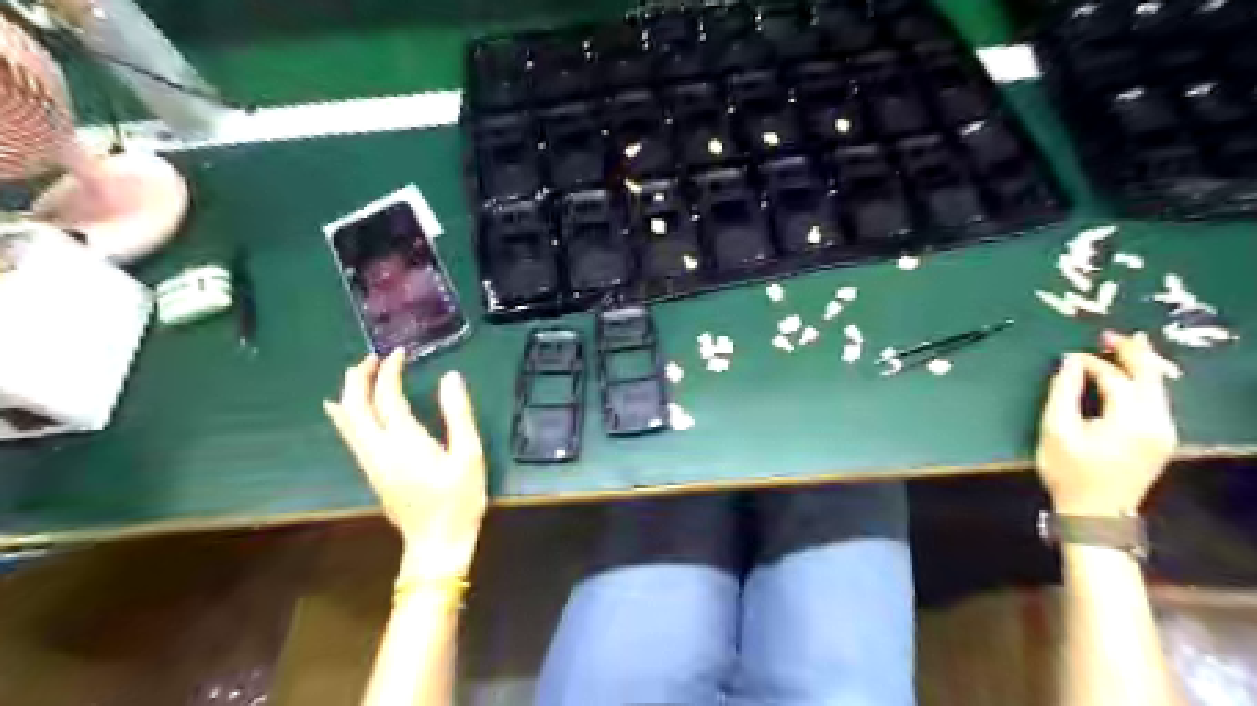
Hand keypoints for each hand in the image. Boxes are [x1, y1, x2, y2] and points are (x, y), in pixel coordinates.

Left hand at [323, 352, 484, 578]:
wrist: (437, 543)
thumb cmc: (459, 499)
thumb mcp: (469, 454)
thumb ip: (458, 414)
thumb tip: (450, 378)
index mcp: (405, 441)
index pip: (387, 397)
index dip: (390, 371)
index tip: (400, 353)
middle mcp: (380, 448)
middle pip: (356, 406)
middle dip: (360, 377)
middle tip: (373, 357)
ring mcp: (371, 462)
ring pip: (348, 421)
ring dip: (350, 392)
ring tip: (358, 372)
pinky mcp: (372, 472)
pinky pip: (351, 435)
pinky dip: (346, 414)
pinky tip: (343, 408)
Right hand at [1041, 330, 1179, 518]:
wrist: (1095, 514)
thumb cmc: (1069, 472)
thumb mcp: (1056, 430)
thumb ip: (1063, 392)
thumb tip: (1069, 363)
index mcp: (1131, 419)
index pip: (1115, 378)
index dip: (1093, 363)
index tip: (1069, 356)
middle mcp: (1157, 422)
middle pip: (1150, 377)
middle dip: (1131, 352)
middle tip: (1110, 333)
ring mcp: (1164, 432)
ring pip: (1158, 388)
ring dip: (1140, 366)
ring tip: (1123, 347)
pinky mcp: (1161, 440)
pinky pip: (1157, 401)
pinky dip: (1144, 383)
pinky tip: (1131, 376)